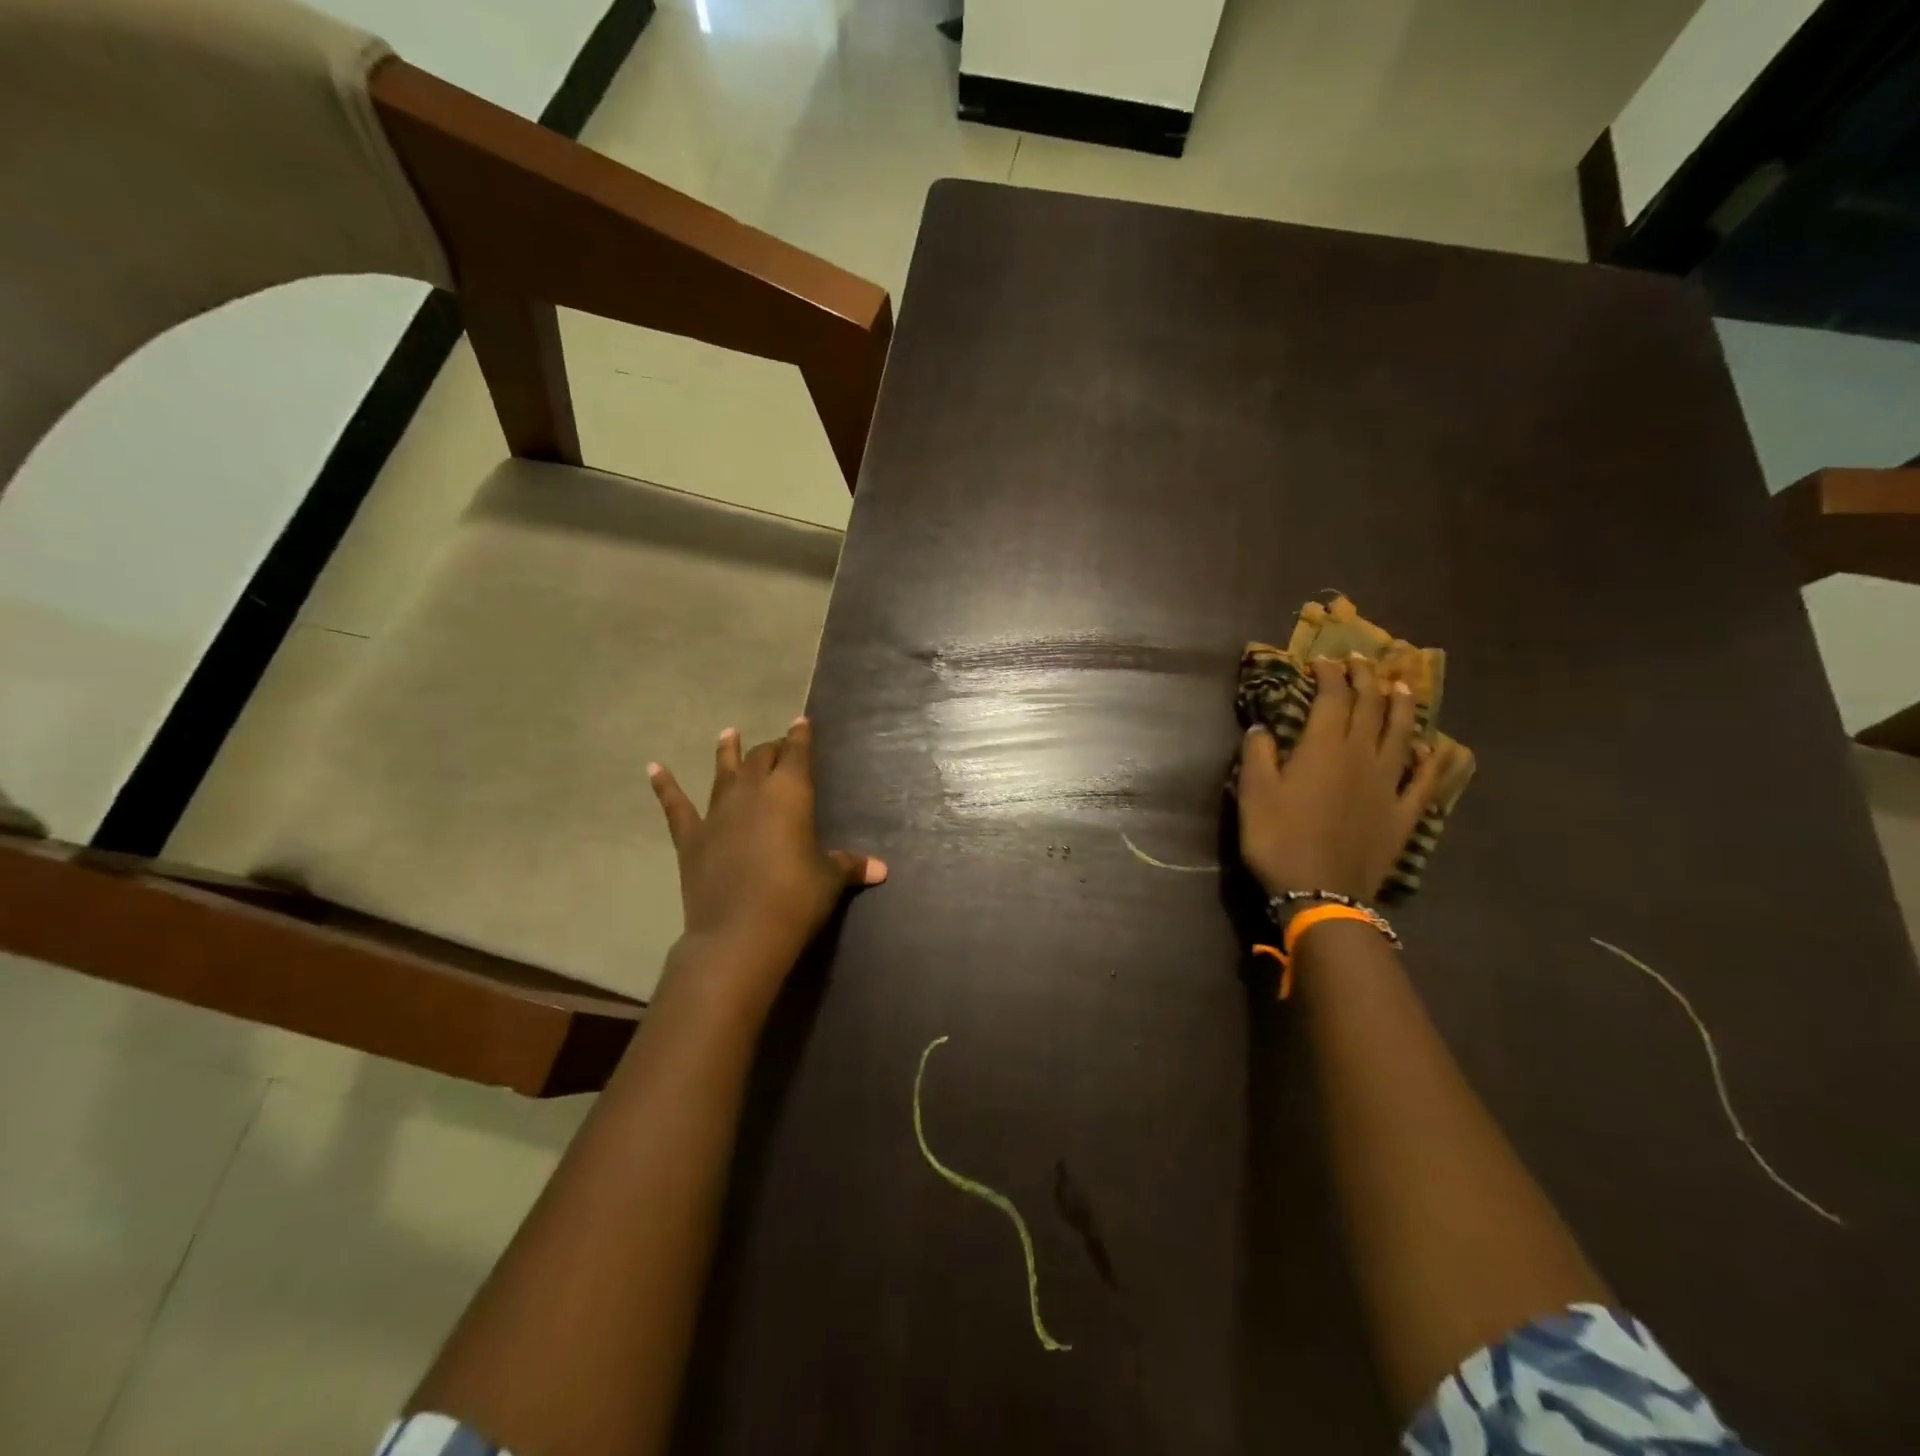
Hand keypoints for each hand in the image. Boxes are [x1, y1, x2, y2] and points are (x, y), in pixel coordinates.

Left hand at [648, 719, 886, 996]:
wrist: (740, 933)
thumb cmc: (795, 898)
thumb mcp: (828, 880)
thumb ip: (849, 865)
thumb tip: (881, 869)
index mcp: (790, 792)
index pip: (797, 753)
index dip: (800, 736)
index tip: (801, 722)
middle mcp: (752, 791)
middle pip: (762, 758)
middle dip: (771, 748)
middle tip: (778, 746)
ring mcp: (717, 812)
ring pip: (723, 771)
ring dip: (727, 751)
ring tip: (728, 733)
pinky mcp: (691, 837)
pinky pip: (675, 806)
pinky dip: (664, 785)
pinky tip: (654, 767)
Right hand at [1236, 656, 1448, 901]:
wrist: (1321, 891)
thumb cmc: (1279, 839)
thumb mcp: (1254, 794)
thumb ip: (1258, 754)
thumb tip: (1261, 727)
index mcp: (1324, 747)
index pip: (1333, 698)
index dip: (1330, 675)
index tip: (1325, 660)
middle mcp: (1362, 756)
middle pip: (1370, 708)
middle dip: (1365, 679)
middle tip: (1361, 662)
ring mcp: (1389, 784)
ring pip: (1401, 734)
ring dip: (1401, 706)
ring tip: (1401, 686)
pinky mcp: (1403, 813)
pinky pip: (1423, 779)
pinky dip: (1429, 758)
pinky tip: (1430, 746)